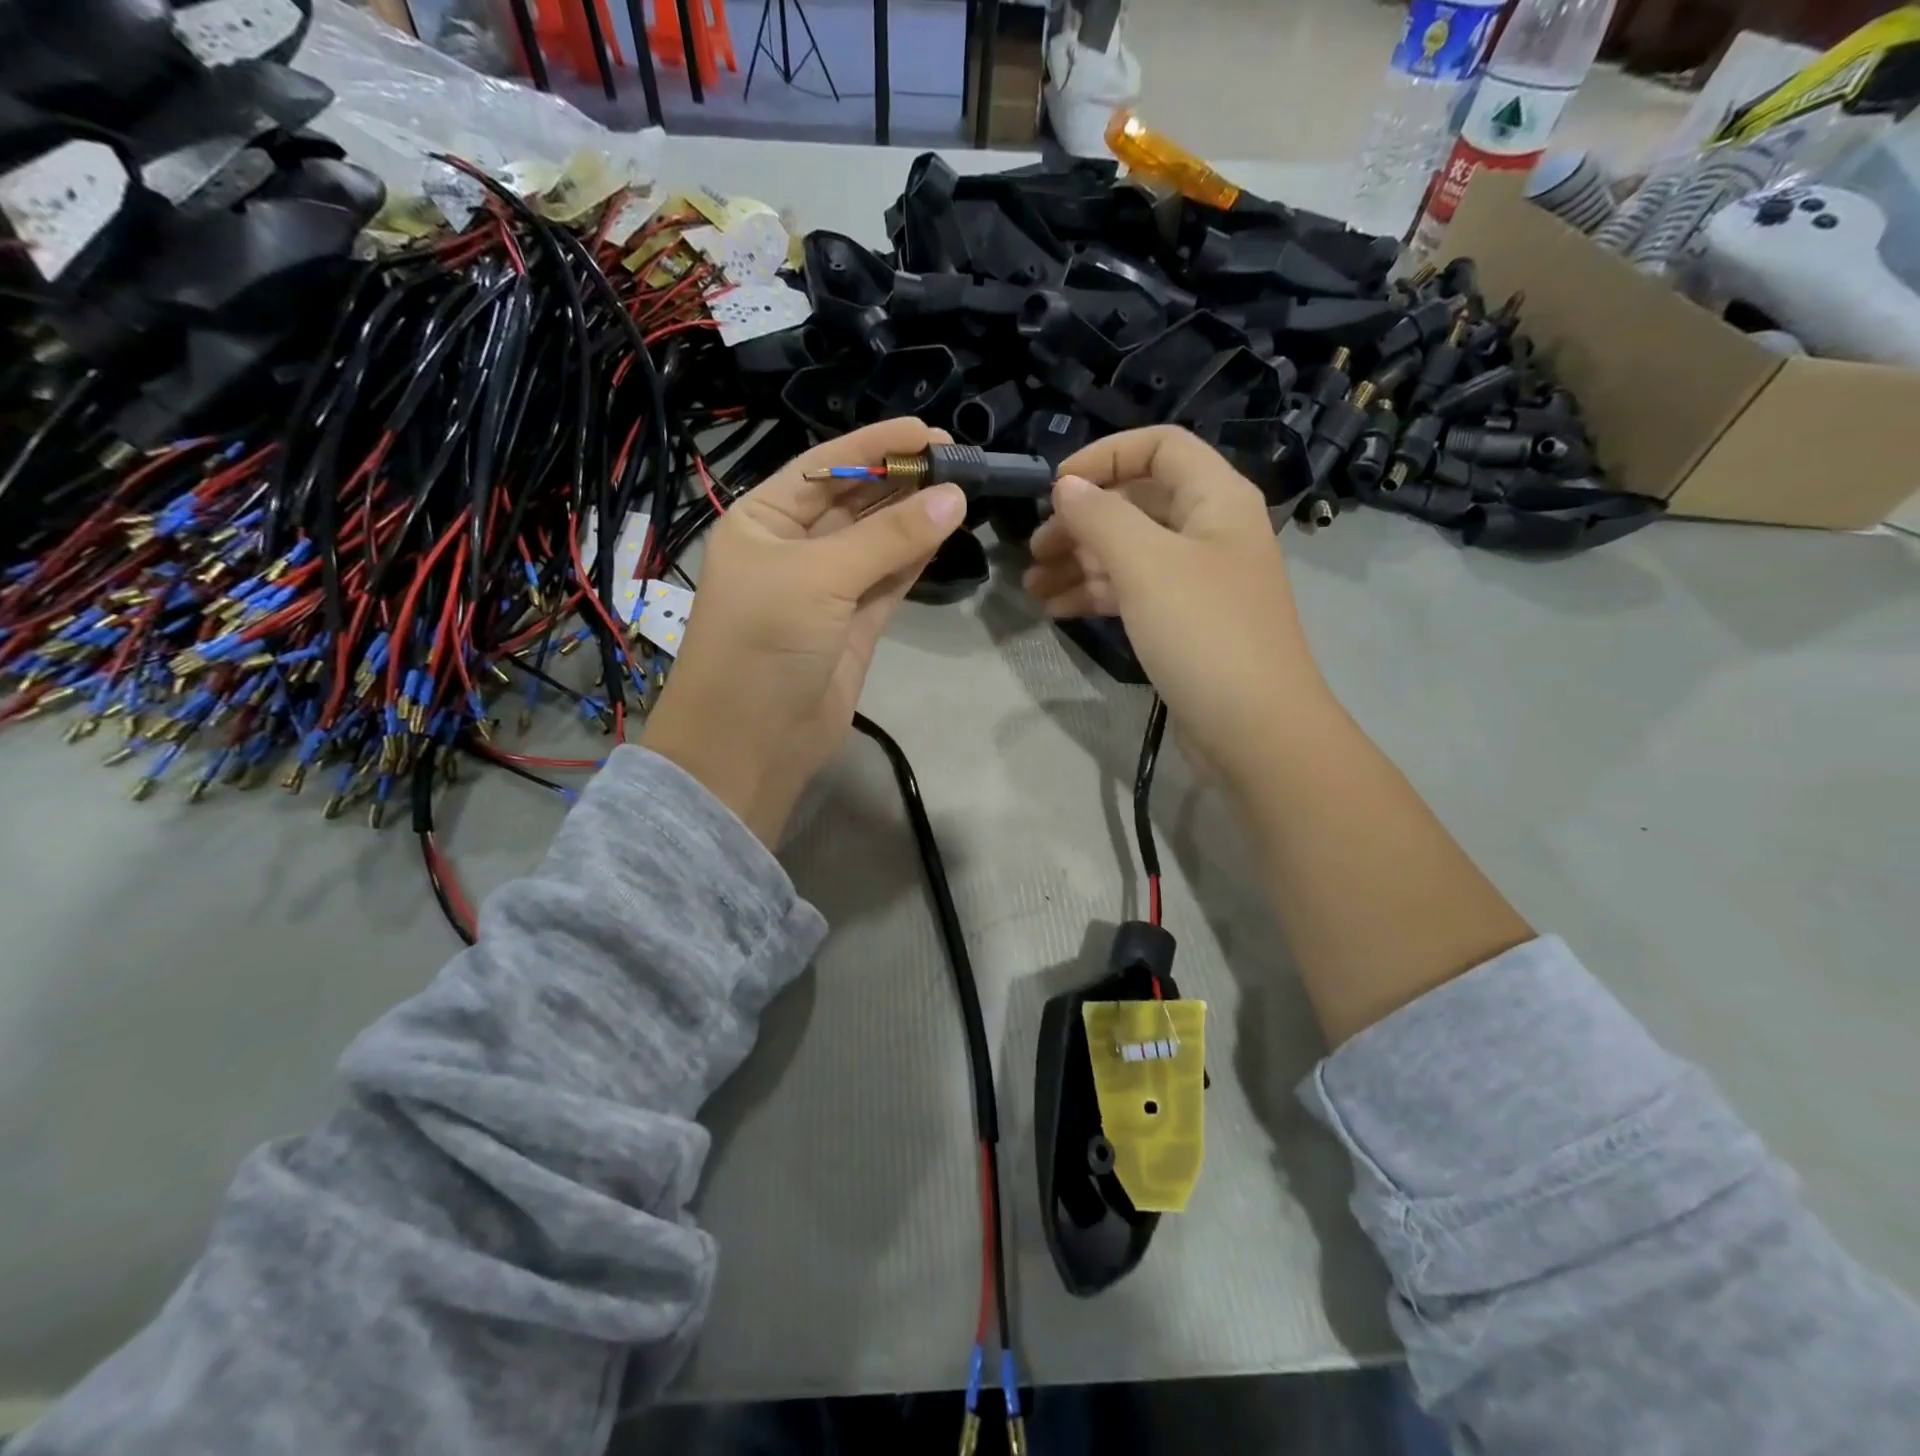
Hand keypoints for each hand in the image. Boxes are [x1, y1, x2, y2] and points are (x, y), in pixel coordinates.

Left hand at [642, 418, 965, 844]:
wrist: (753, 742)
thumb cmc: (764, 643)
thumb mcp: (819, 578)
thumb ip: (888, 538)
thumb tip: (955, 498)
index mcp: (762, 521)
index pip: (823, 468)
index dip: (874, 446)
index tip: (928, 432)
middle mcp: (792, 548)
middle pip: (854, 502)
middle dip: (900, 480)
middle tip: (957, 461)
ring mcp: (826, 588)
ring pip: (876, 541)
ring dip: (914, 517)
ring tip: (960, 489)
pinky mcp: (854, 624)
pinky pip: (889, 579)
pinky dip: (915, 557)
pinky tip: (945, 530)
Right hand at [1022, 426, 1329, 791]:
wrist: (1254, 730)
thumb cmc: (1204, 633)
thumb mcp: (1146, 565)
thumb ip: (1101, 517)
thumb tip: (1066, 486)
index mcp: (1215, 499)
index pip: (1158, 446)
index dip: (1104, 457)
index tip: (1054, 488)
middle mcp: (1209, 530)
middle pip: (1136, 504)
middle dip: (1080, 522)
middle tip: (1033, 551)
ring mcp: (1197, 581)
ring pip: (1129, 554)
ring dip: (1079, 564)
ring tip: (1031, 587)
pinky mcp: (1184, 623)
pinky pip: (1134, 593)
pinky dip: (1095, 595)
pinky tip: (1056, 610)